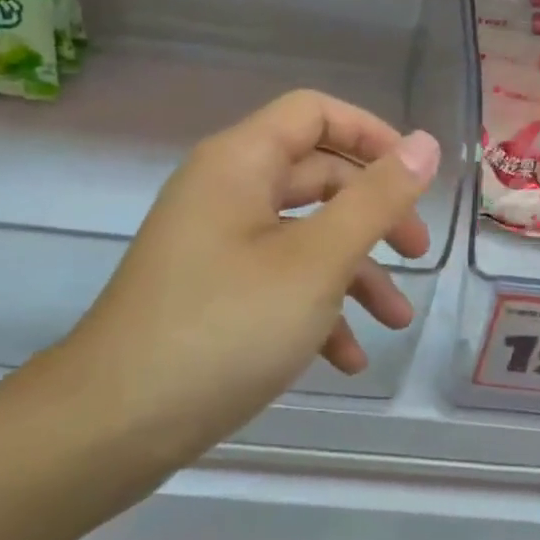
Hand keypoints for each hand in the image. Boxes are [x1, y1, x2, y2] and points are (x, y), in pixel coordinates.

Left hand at [54, 90, 440, 464]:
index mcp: (241, 162)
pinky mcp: (212, 292)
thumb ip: (377, 199)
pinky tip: (346, 360)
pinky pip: (277, 281)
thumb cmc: (225, 327)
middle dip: (374, 214)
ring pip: (303, 236)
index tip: (416, 176)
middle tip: (416, 253)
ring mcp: (216, 244)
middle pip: (317, 176)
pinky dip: (316, 309)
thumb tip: (426, 143)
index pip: (315, 113)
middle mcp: (226, 191)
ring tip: (397, 322)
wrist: (113, 426)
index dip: (371, 134)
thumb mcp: (317, 261)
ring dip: (354, 273)